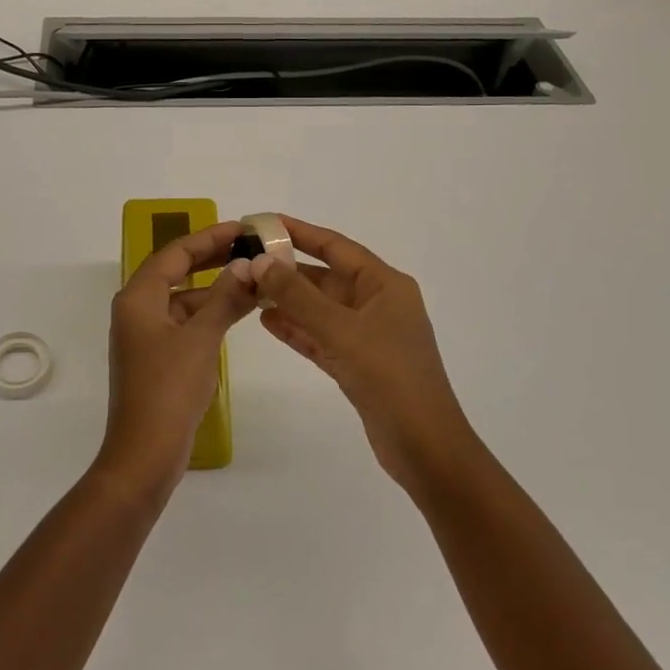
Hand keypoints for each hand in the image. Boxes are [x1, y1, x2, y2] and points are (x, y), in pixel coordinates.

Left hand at [99, 220, 257, 496]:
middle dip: (212, 258)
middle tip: (249, 247)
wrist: (144, 454)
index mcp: (138, 298)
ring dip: (216, 288)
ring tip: (254, 277)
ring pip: (184, 298)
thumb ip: (224, 299)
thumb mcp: (200, 339)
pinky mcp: (158, 357)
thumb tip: (246, 266)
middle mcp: (138, 309)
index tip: (241, 228)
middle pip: (177, 271)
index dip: (208, 237)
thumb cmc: (168, 390)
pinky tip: (239, 310)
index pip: (174, 253)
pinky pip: (186, 322)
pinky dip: (211, 313)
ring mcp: (147, 335)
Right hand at [244, 216, 475, 488]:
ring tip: (248, 289)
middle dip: (288, 270)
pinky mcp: (357, 364)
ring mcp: (368, 335)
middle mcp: (377, 303)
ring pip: (320, 308)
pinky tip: (266, 321)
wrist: (424, 447)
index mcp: (385, 285)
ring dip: (287, 299)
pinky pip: (321, 336)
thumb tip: (259, 262)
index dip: (300, 232)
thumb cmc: (389, 377)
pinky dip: (297, 329)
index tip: (263, 222)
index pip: (336, 247)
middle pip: (326, 277)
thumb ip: (297, 296)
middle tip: (245, 261)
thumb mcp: (341, 330)